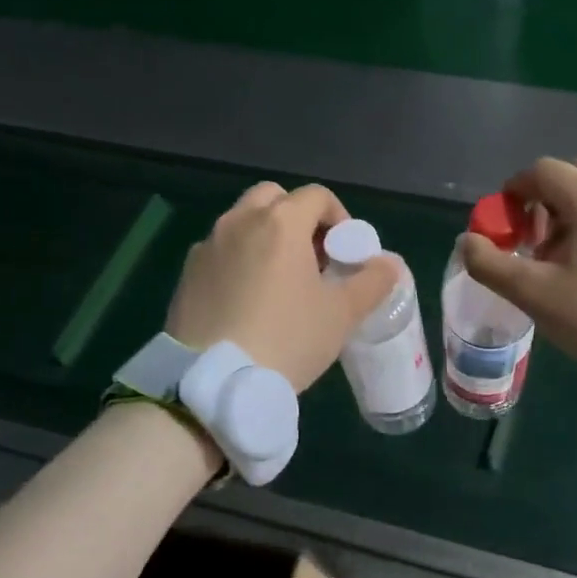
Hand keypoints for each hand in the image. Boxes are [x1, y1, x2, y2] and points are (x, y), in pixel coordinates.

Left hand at [167, 182, 397, 391]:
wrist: (215, 382)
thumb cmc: (288, 339)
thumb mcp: (342, 314)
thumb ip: (372, 282)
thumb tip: (389, 264)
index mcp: (281, 222)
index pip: (317, 196)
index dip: (339, 218)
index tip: (345, 253)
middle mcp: (240, 222)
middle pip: (274, 198)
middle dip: (298, 218)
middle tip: (313, 259)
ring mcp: (208, 246)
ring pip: (243, 222)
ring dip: (267, 237)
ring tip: (281, 282)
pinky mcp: (187, 274)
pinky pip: (221, 252)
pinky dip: (240, 260)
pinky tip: (248, 301)